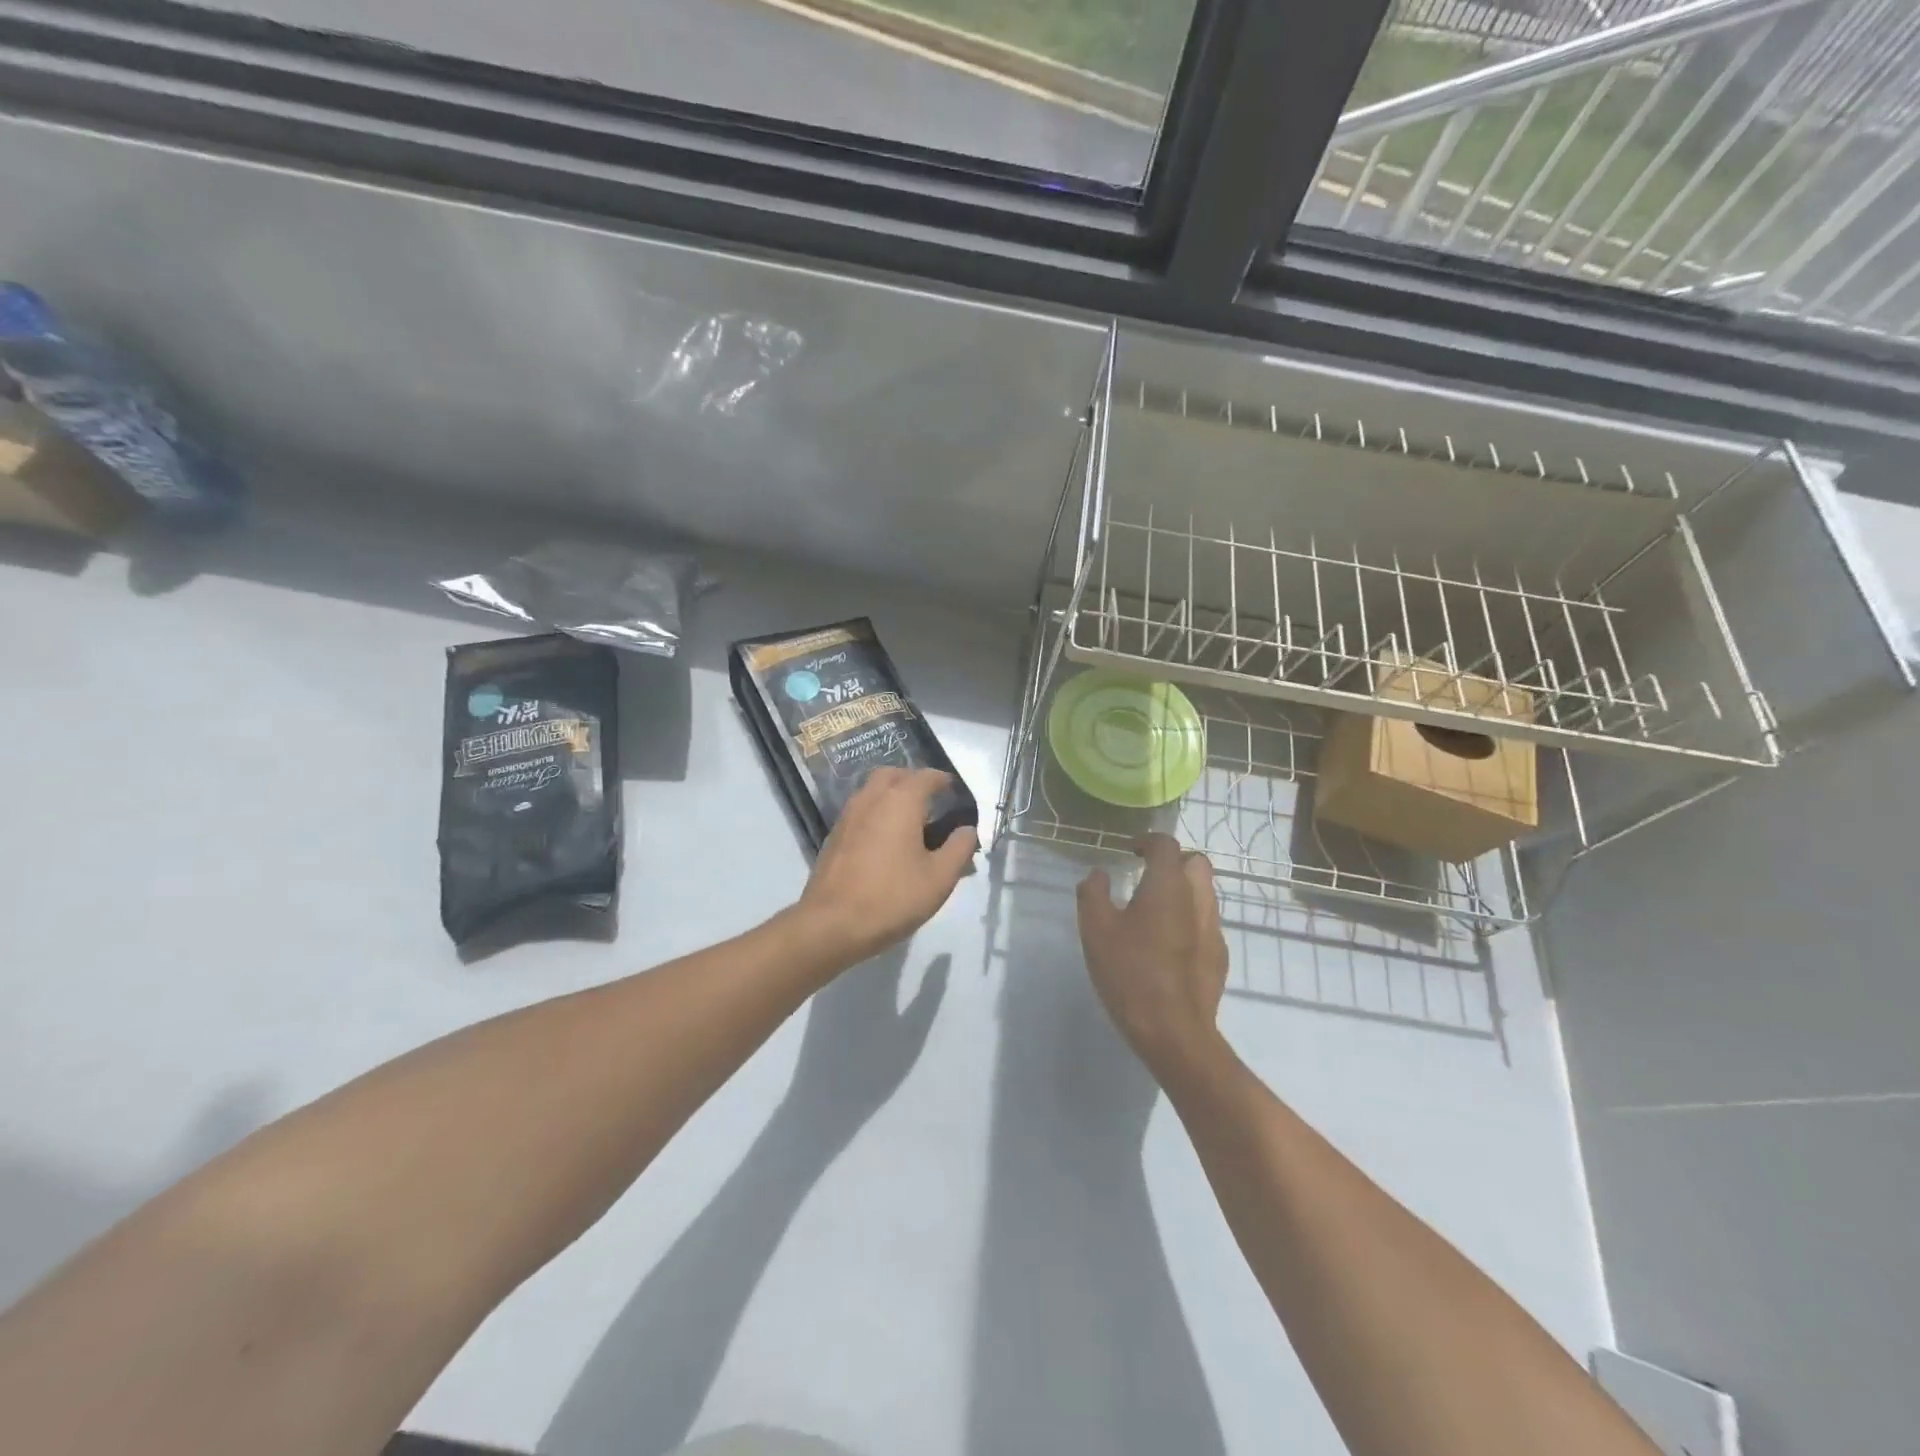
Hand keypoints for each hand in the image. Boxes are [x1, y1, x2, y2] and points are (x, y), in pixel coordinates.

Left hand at [793, 768, 977, 969]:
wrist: (831, 924)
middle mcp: (871, 798)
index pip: (927, 776)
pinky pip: (861, 811)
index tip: (956, 793)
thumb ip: (960, 848)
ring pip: (873, 791)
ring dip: (893, 795)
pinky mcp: (834, 836)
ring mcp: (848, 815)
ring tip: (911, 822)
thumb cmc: (892, 897)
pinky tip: (886, 842)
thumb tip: (967, 829)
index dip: (944, 781)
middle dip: (914, 781)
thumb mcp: (940, 877)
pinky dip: (877, 813)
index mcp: (900, 800)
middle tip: (931, 802)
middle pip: (894, 775)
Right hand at [1077, 834, 1229, 1083]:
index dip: (1147, 841)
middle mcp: (1198, 899)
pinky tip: (1169, 942)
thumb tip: (1099, 874)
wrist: (1175, 1032)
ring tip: (1156, 908)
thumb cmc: (1131, 974)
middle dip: (1174, 860)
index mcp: (1168, 885)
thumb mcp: (1096, 931)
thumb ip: (1094, 894)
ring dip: (1184, 889)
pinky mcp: (1220, 957)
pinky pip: (1207, 922)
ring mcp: (1213, 929)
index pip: (1166, 844)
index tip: (1130, 851)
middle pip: (1197, 862)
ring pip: (1206, 892)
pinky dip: (1190, 918)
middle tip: (1148, 873)